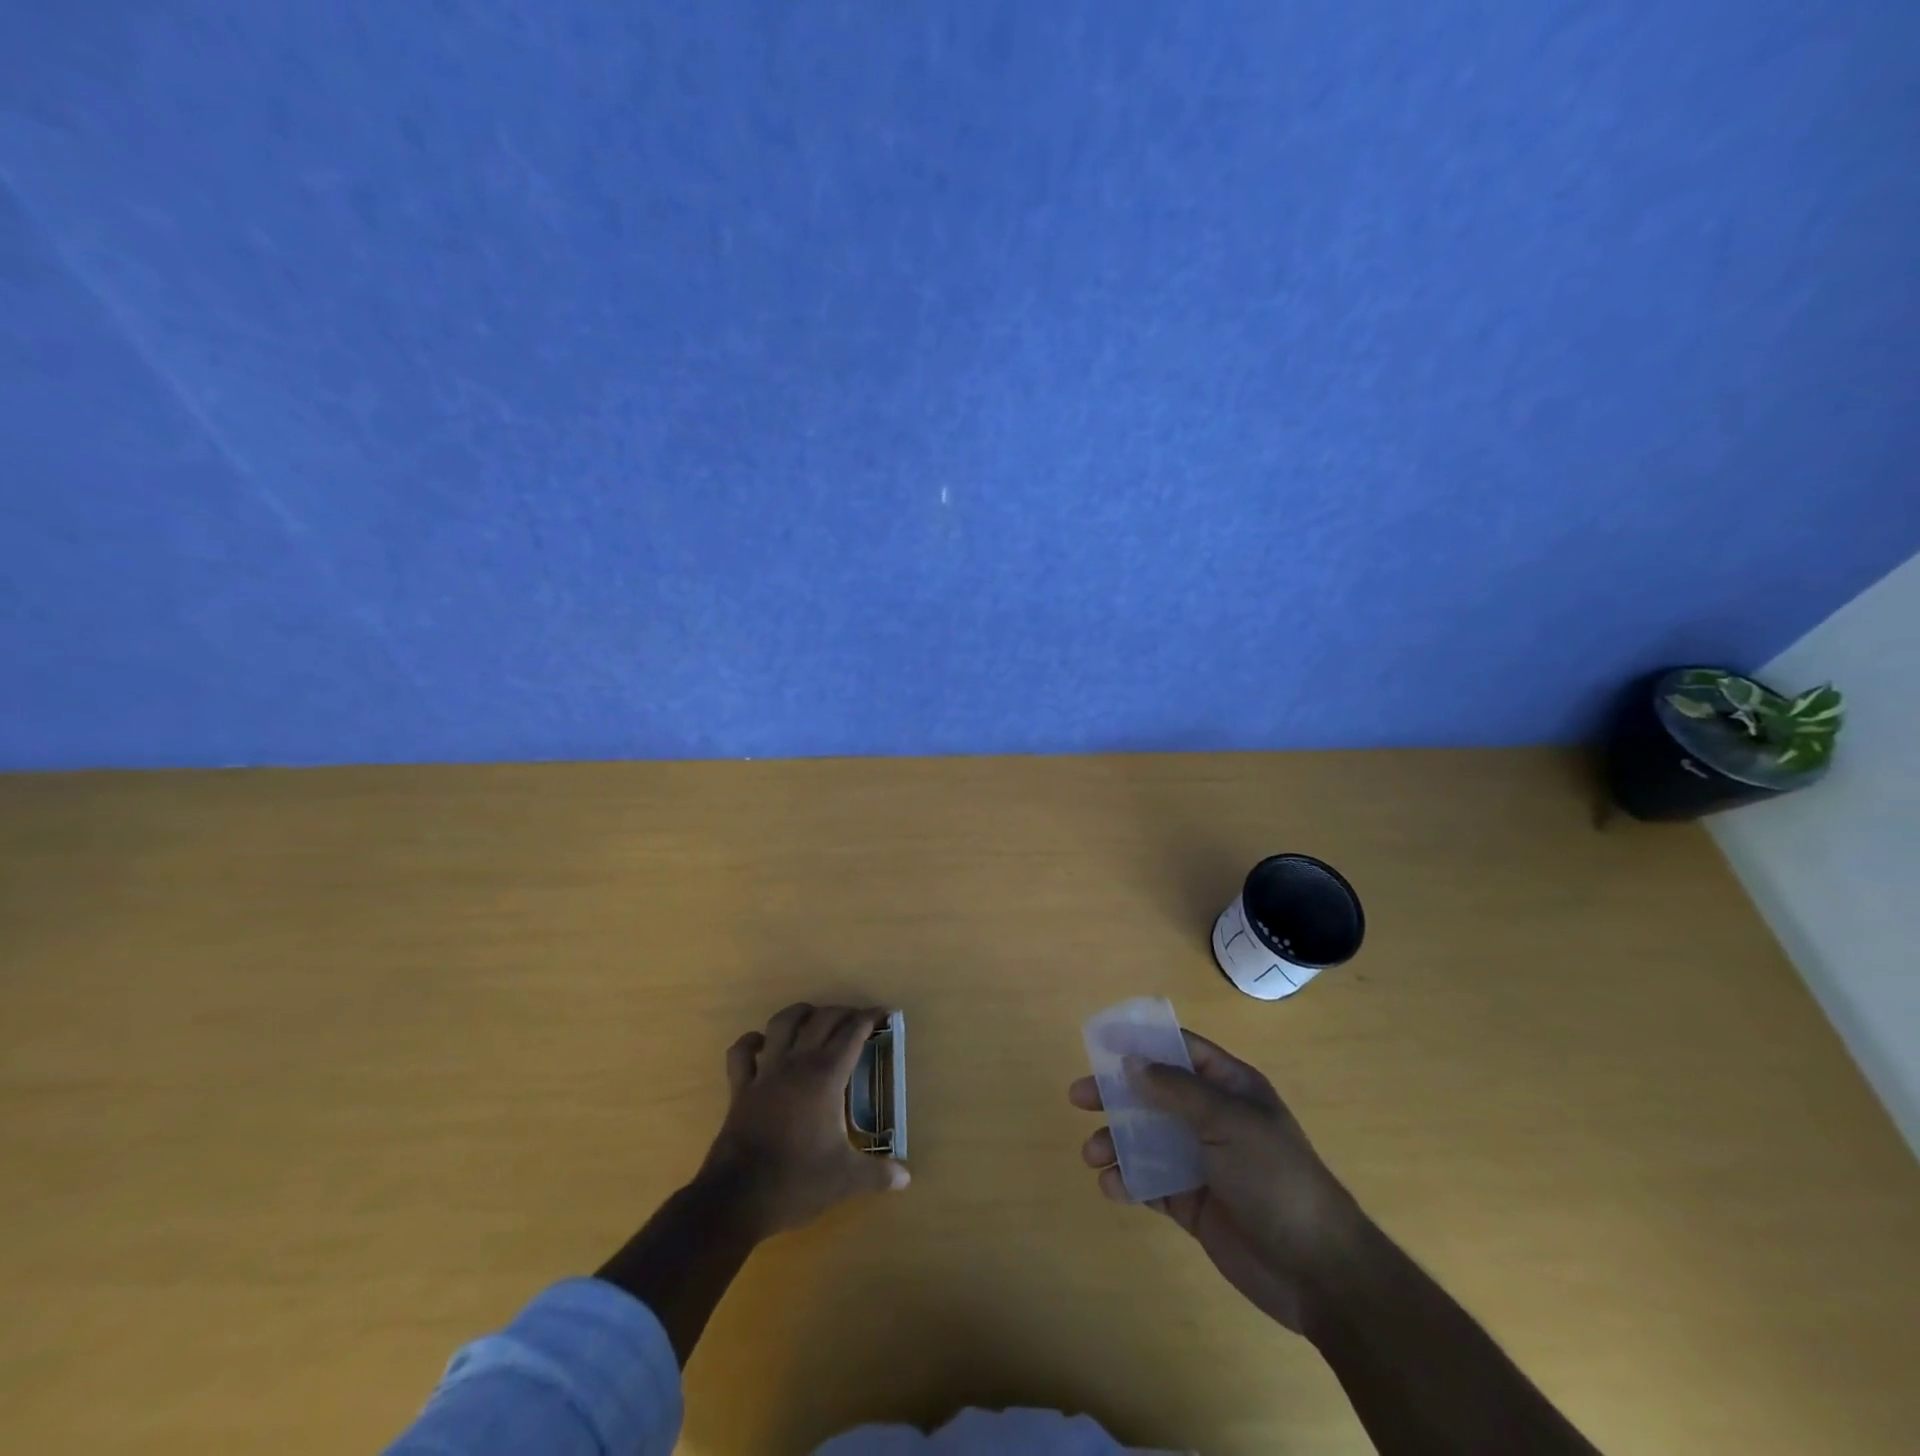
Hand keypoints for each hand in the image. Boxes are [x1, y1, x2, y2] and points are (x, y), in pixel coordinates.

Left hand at [699, 1003, 908, 1239]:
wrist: (737, 1198)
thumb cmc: (796, 1181)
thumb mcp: (845, 1179)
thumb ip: (878, 1174)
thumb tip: (906, 1179)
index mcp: (825, 1076)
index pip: (852, 1034)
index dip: (869, 1019)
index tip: (883, 1012)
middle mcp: (797, 1063)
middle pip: (822, 1020)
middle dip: (842, 1013)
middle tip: (856, 1019)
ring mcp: (765, 1072)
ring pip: (781, 1023)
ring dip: (800, 1014)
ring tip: (813, 1017)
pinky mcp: (740, 1088)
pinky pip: (741, 1053)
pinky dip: (751, 1042)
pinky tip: (761, 1044)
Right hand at [1069, 1030, 1363, 1333]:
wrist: (1318, 1271)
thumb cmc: (1275, 1178)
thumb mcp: (1227, 1122)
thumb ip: (1176, 1090)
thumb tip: (1130, 1062)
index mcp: (1230, 1088)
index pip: (1180, 1050)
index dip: (1142, 1042)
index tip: (1101, 1041)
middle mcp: (1213, 1118)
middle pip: (1155, 1094)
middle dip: (1116, 1094)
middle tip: (1078, 1097)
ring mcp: (1203, 1161)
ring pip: (1147, 1138)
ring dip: (1117, 1142)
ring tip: (1091, 1155)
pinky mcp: (1194, 1202)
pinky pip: (1152, 1182)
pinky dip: (1129, 1181)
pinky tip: (1112, 1186)